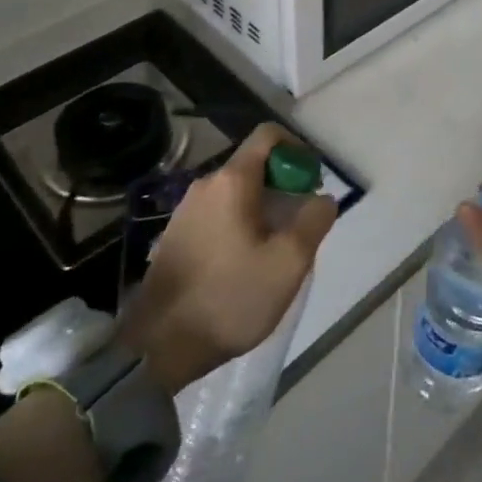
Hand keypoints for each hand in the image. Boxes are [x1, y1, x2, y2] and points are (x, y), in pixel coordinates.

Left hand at [120, 124, 337, 394]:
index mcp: (232, 181)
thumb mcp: (288, 262)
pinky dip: (240, 223)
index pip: (268, 135)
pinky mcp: (175, 236)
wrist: (158, 346)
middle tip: (301, 221)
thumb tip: (323, 198)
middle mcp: (205, 185)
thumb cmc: (230, 297)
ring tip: (277, 247)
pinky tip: (246, 263)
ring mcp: (185, 210)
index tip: (312, 181)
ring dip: (263, 207)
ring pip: (236, 192)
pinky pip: (218, 214)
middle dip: (283, 184)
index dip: (297, 148)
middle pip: (253, 165)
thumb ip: (314, 220)